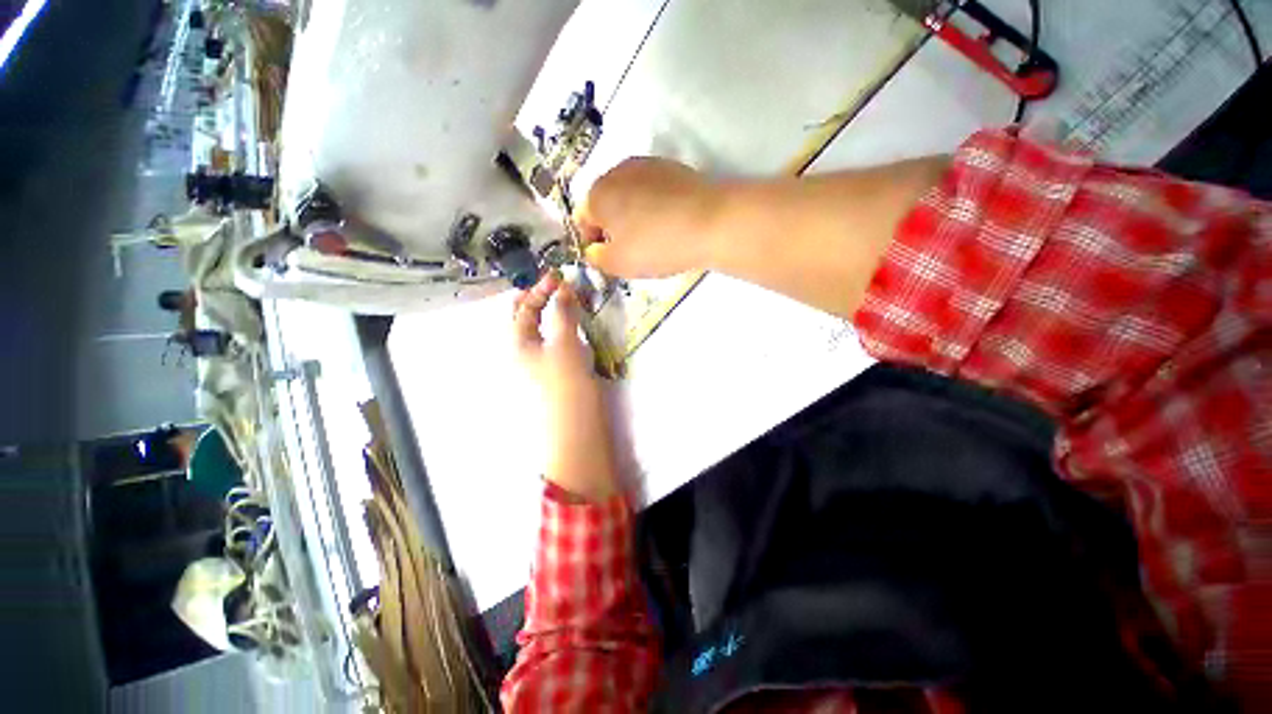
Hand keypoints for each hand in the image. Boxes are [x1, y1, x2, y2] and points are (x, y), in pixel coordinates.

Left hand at [513, 272, 617, 500]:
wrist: (577, 428)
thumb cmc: (565, 385)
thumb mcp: (563, 344)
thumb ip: (563, 313)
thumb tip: (563, 286)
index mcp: (519, 343)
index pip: (523, 308)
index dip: (538, 289)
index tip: (559, 274)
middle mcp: (526, 351)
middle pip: (529, 318)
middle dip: (542, 298)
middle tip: (562, 284)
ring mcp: (543, 362)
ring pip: (546, 329)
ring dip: (557, 311)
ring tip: (572, 299)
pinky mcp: (559, 371)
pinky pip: (560, 341)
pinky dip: (567, 327)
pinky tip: (578, 325)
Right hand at [575, 157, 720, 278]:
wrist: (711, 222)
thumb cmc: (656, 245)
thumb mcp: (619, 264)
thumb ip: (597, 258)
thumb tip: (594, 249)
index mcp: (597, 194)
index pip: (582, 219)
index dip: (592, 242)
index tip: (608, 258)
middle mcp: (616, 172)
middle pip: (605, 203)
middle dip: (611, 227)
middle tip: (630, 249)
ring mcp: (645, 165)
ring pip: (628, 195)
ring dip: (631, 215)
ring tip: (652, 236)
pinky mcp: (671, 166)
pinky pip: (651, 189)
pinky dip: (652, 205)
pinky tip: (668, 221)